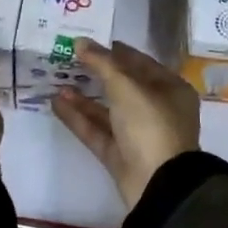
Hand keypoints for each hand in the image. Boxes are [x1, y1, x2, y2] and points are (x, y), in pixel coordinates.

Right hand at [52, 40, 200, 210]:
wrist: (158, 185)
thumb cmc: (150, 125)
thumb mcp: (126, 87)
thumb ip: (102, 63)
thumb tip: (80, 41)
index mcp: (170, 89)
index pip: (140, 63)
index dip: (114, 51)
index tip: (88, 43)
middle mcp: (156, 110)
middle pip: (122, 86)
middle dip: (96, 73)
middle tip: (68, 59)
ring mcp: (137, 135)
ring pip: (107, 110)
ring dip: (83, 97)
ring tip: (57, 81)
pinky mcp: (120, 155)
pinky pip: (97, 130)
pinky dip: (78, 117)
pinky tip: (57, 103)